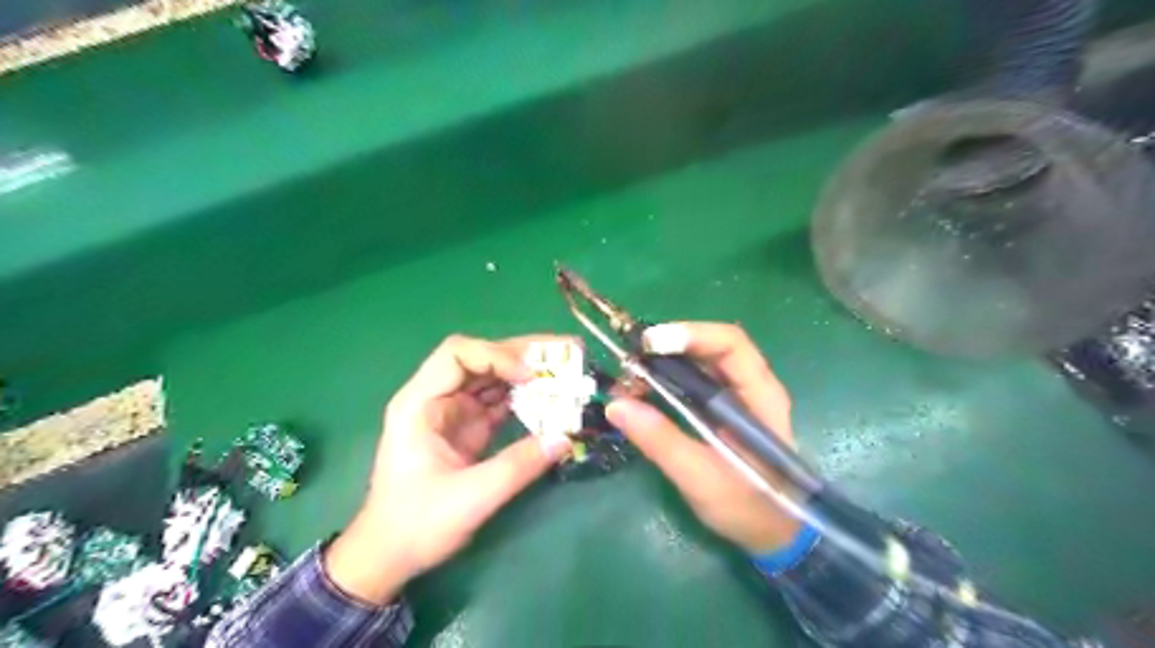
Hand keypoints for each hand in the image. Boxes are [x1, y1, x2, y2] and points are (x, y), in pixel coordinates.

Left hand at [322, 337, 573, 603]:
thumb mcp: (469, 499)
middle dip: (522, 354)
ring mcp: (453, 412)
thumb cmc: (416, 525)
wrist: (389, 556)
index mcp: (419, 403)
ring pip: (493, 377)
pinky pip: (499, 401)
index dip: (497, 356)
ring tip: (566, 370)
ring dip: (528, 373)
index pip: (457, 355)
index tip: (531, 376)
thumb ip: (517, 466)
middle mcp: (436, 397)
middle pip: (480, 358)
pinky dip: (526, 398)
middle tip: (567, 352)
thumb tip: (564, 439)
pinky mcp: (468, 427)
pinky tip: (552, 399)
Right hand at [605, 321, 805, 552]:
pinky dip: (664, 381)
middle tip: (629, 363)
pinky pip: (691, 383)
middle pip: (709, 346)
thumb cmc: (749, 507)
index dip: (691, 334)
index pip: (730, 344)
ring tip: (629, 381)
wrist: (774, 535)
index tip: (649, 344)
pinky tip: (641, 394)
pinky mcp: (720, 410)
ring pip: (697, 363)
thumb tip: (616, 405)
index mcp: (760, 395)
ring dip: (662, 364)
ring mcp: (735, 397)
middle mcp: (750, 386)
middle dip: (667, 348)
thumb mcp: (701, 478)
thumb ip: (661, 441)